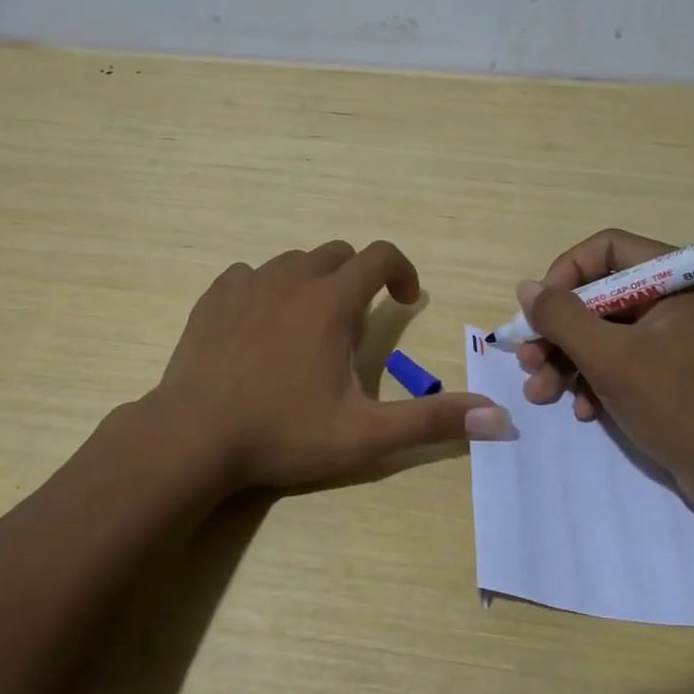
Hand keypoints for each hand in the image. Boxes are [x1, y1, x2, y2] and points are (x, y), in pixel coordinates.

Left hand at [144, 240, 508, 491]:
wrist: (192, 438)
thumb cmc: (282, 433)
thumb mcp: (365, 435)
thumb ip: (432, 422)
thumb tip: (501, 418)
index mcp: (331, 300)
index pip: (381, 256)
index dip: (403, 272)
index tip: (406, 302)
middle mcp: (292, 277)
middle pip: (338, 255)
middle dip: (358, 279)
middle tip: (355, 329)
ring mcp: (248, 283)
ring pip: (294, 263)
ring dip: (313, 284)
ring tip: (308, 332)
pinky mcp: (214, 296)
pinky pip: (250, 275)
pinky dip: (266, 290)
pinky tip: (260, 329)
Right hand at [514, 228, 693, 510]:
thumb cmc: (679, 406)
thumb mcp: (609, 358)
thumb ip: (562, 317)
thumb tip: (526, 288)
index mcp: (681, 278)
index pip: (608, 249)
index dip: (566, 274)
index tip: (539, 310)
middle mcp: (682, 298)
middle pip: (602, 294)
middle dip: (560, 330)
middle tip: (527, 358)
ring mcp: (680, 336)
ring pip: (607, 330)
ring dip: (568, 359)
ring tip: (539, 392)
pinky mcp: (676, 370)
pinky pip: (625, 357)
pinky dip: (597, 378)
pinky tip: (581, 409)